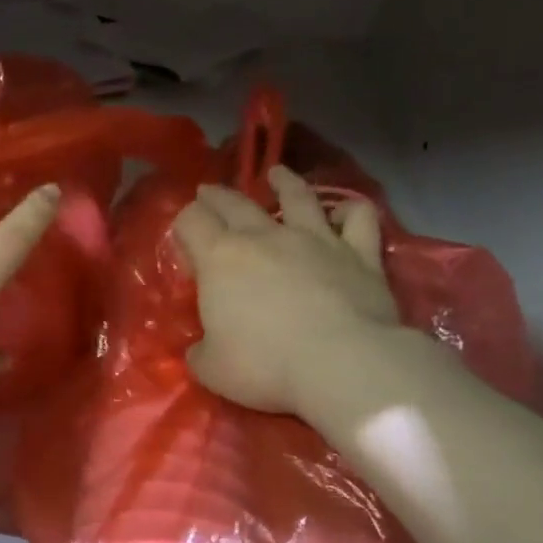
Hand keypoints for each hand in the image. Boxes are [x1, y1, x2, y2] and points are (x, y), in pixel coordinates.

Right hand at [170, 166, 399, 414]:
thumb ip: (201, 352)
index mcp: (220, 258)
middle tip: (209, 192)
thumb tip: (201, 348)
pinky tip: (348, 209)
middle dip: (217, 196)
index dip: (183, 225)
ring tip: (277, 173)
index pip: (191, 221)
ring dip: (285, 182)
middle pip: (234, 203)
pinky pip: (358, 220)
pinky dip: (352, 211)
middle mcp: (265, 237)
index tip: (184, 240)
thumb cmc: (265, 364)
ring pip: (298, 197)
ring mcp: (316, 240)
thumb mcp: (211, 369)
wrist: (342, 363)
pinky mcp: (359, 254)